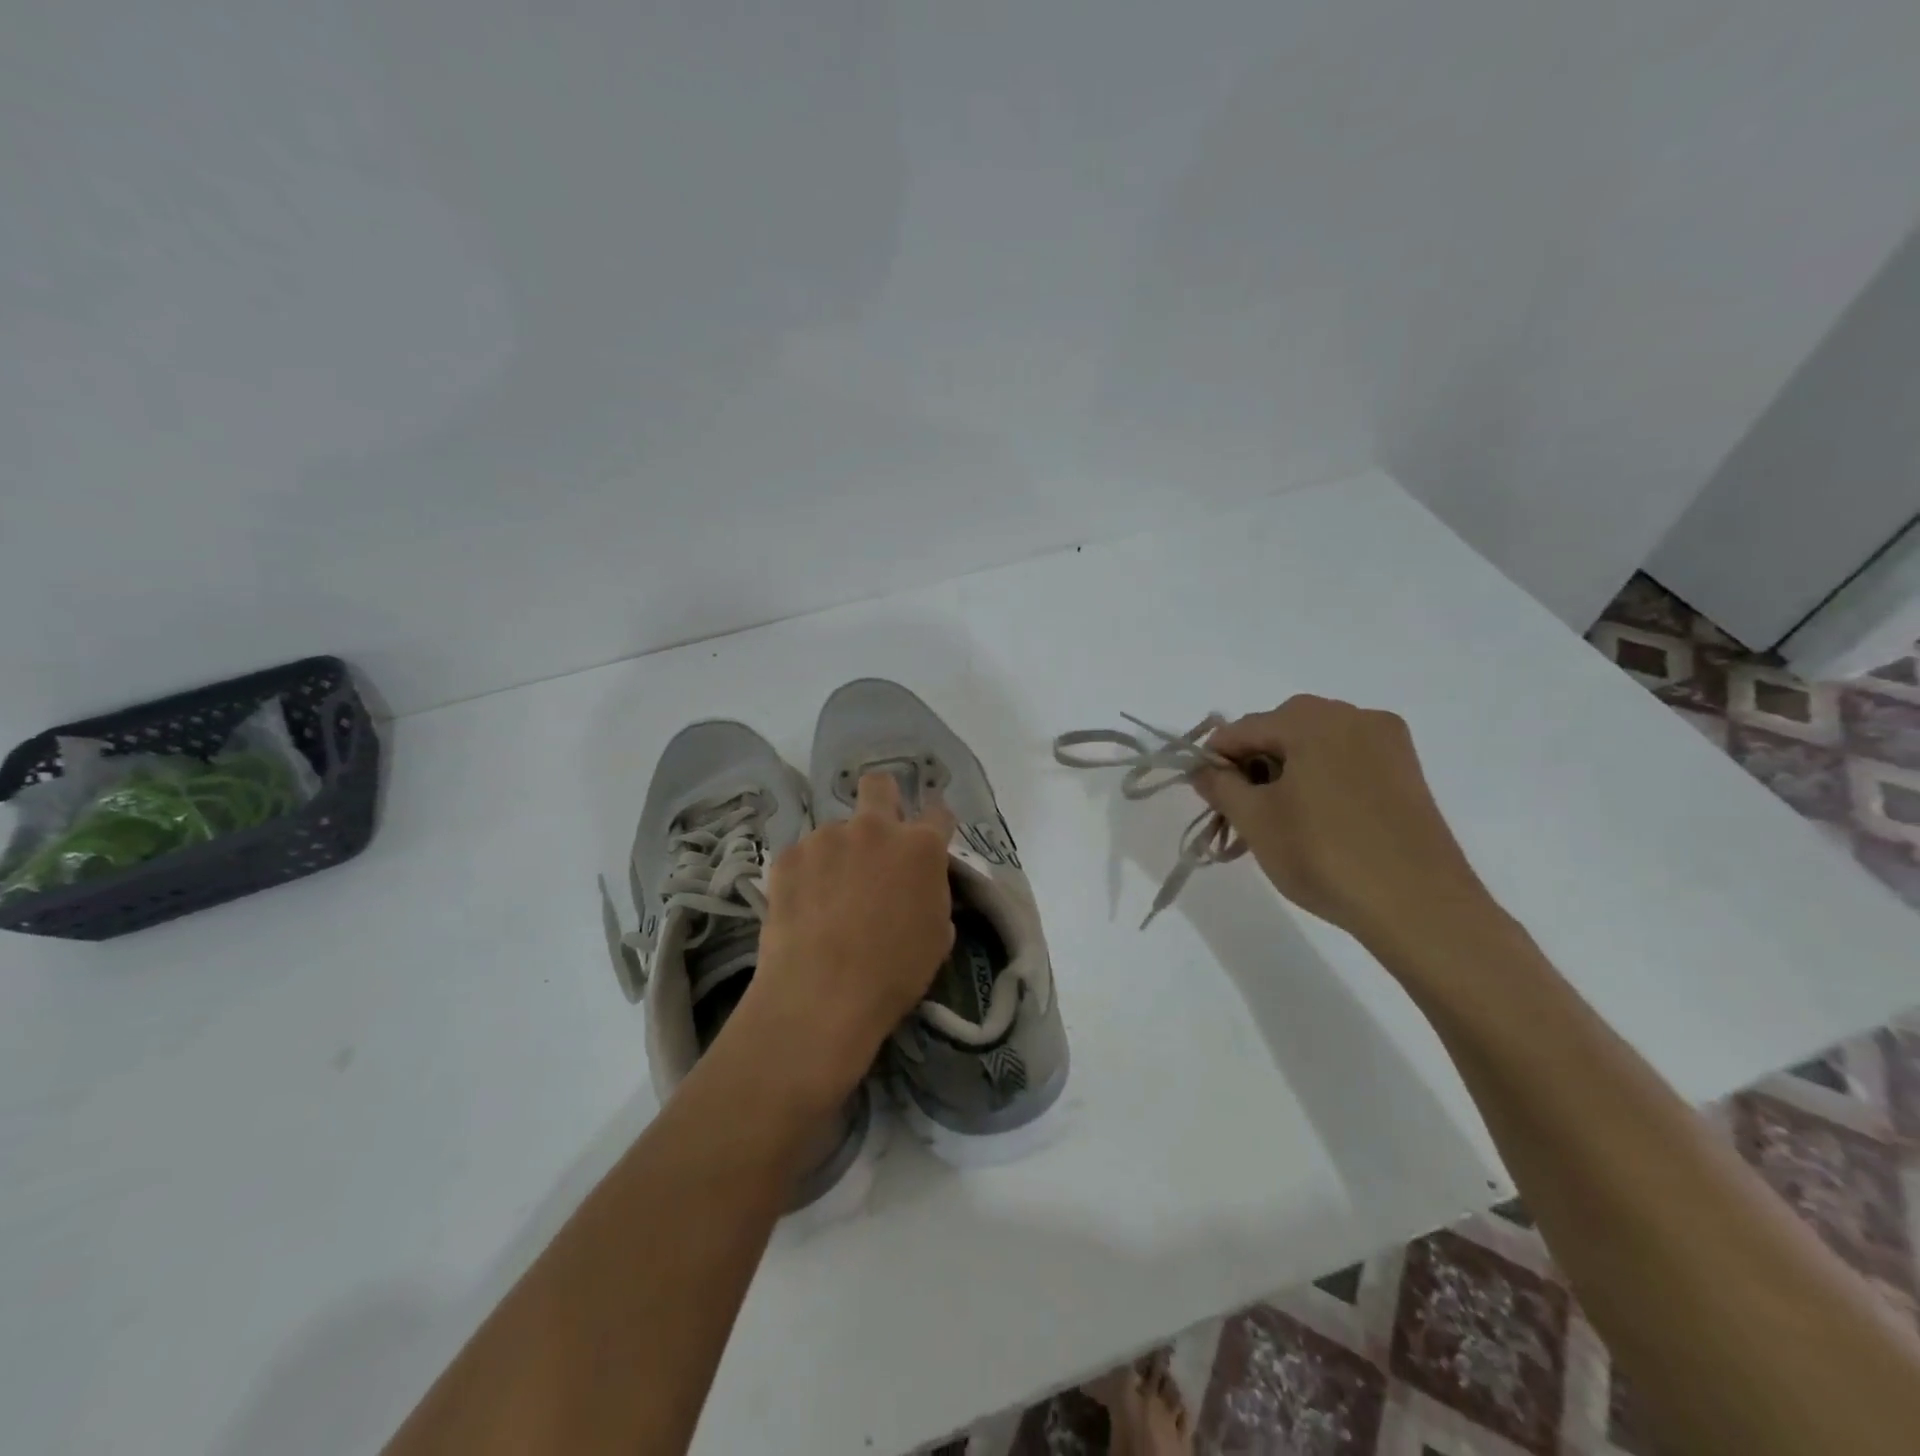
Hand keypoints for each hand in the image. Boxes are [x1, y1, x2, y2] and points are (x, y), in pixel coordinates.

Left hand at [730, 772, 956, 1113]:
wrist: (823, 995)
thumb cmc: (895, 972)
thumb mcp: (937, 935)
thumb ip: (932, 894)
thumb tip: (919, 886)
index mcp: (920, 846)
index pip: (938, 813)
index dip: (936, 824)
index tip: (930, 837)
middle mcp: (874, 829)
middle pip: (878, 785)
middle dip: (882, 799)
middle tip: (877, 836)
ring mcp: (826, 838)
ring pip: (836, 830)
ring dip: (839, 852)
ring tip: (829, 896)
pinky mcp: (788, 856)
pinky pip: (803, 856)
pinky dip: (806, 875)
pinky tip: (803, 908)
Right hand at [1194, 696, 1496, 952]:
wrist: (1419, 906)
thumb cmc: (1324, 855)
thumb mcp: (1255, 820)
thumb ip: (1220, 786)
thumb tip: (1204, 770)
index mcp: (1312, 720)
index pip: (1241, 729)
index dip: (1214, 761)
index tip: (1205, 796)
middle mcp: (1353, 716)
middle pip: (1280, 731)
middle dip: (1253, 766)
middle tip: (1241, 812)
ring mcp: (1387, 743)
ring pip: (1315, 746)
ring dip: (1286, 774)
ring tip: (1277, 821)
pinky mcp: (1407, 771)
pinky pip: (1347, 762)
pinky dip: (1321, 780)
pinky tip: (1316, 820)